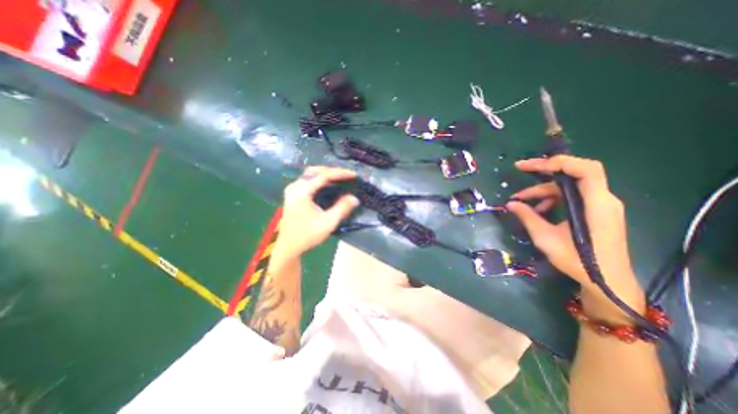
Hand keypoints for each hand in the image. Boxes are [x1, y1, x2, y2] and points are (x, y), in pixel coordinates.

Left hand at [275, 165, 359, 257]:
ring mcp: (292, 189)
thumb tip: (354, 198)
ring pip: (311, 174)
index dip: (340, 173)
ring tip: (341, 178)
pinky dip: (320, 179)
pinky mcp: (293, 194)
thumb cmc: (307, 235)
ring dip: (326, 174)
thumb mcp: (328, 223)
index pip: (323, 176)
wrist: (289, 246)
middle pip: (316, 171)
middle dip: (333, 171)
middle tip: (347, 175)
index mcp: (301, 192)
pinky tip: (329, 184)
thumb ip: (342, 208)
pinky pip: (308, 180)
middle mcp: (295, 187)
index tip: (353, 175)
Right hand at [509, 155, 646, 320]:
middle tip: (520, 170)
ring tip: (522, 202)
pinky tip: (539, 211)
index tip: (529, 166)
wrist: (606, 282)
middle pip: (573, 174)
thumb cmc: (578, 261)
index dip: (558, 162)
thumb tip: (510, 204)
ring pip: (569, 187)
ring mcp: (601, 205)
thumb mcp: (546, 238)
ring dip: (544, 190)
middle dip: (544, 171)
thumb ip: (528, 217)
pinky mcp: (596, 212)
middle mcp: (602, 199)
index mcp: (596, 204)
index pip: (585, 169)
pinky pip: (572, 197)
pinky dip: (553, 199)